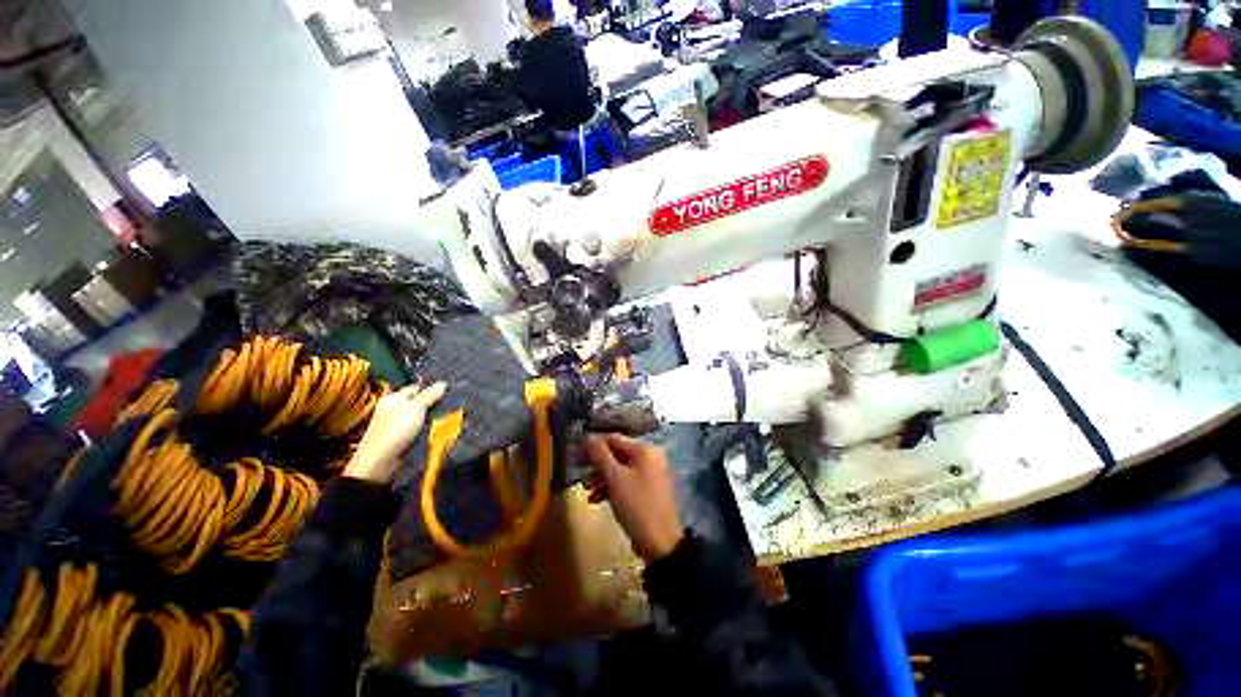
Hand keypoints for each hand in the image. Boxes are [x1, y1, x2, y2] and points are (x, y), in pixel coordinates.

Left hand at [345, 381, 446, 483]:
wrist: (380, 461)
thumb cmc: (395, 430)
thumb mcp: (415, 408)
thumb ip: (429, 395)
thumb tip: (443, 383)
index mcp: (393, 398)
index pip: (415, 388)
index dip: (431, 388)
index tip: (448, 391)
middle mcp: (394, 409)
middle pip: (418, 402)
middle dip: (434, 403)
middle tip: (452, 403)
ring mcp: (397, 423)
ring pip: (420, 415)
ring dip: (432, 416)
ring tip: (449, 415)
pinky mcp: (402, 436)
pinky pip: (418, 427)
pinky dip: (428, 427)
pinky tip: (438, 427)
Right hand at [584, 433, 683, 561]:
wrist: (660, 542)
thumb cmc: (636, 504)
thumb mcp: (615, 478)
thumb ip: (600, 455)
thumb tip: (588, 437)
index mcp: (644, 449)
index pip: (614, 438)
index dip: (594, 445)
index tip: (577, 454)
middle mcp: (650, 457)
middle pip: (617, 453)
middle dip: (597, 465)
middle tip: (581, 475)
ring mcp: (650, 474)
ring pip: (620, 469)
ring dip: (602, 478)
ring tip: (586, 490)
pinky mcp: (649, 490)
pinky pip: (627, 481)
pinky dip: (612, 487)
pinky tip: (597, 500)